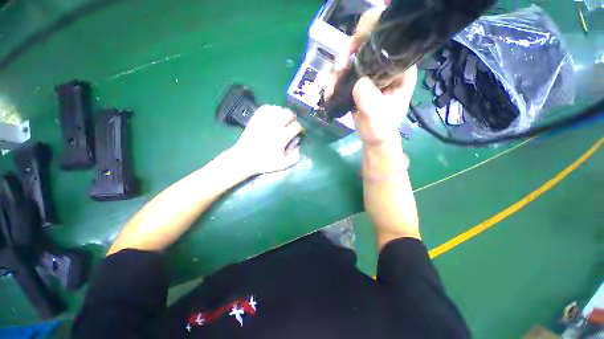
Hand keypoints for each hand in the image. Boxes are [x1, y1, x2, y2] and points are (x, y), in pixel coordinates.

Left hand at [232, 105, 302, 174]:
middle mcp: (273, 127)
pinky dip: (271, 109)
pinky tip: (272, 116)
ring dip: (282, 113)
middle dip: (292, 118)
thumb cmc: (264, 162)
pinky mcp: (255, 119)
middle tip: (291, 124)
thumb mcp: (282, 165)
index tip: (299, 132)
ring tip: (282, 120)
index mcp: (281, 137)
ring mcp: (263, 121)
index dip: (300, 128)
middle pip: (288, 113)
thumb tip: (299, 147)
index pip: (296, 126)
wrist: (244, 159)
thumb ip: (294, 157)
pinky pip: (266, 108)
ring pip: (277, 109)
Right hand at [325, 10, 417, 144]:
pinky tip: (330, 93)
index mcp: (400, 70)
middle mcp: (386, 67)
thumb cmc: (381, 129)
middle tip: (339, 66)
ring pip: (351, 59)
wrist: (373, 138)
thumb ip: (371, 102)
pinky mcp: (358, 82)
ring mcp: (370, 74)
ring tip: (331, 88)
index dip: (372, 34)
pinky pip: (343, 74)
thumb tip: (358, 83)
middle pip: (366, 44)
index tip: (354, 45)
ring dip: (337, 71)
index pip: (391, 41)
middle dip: (348, 51)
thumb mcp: (378, 118)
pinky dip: (333, 81)